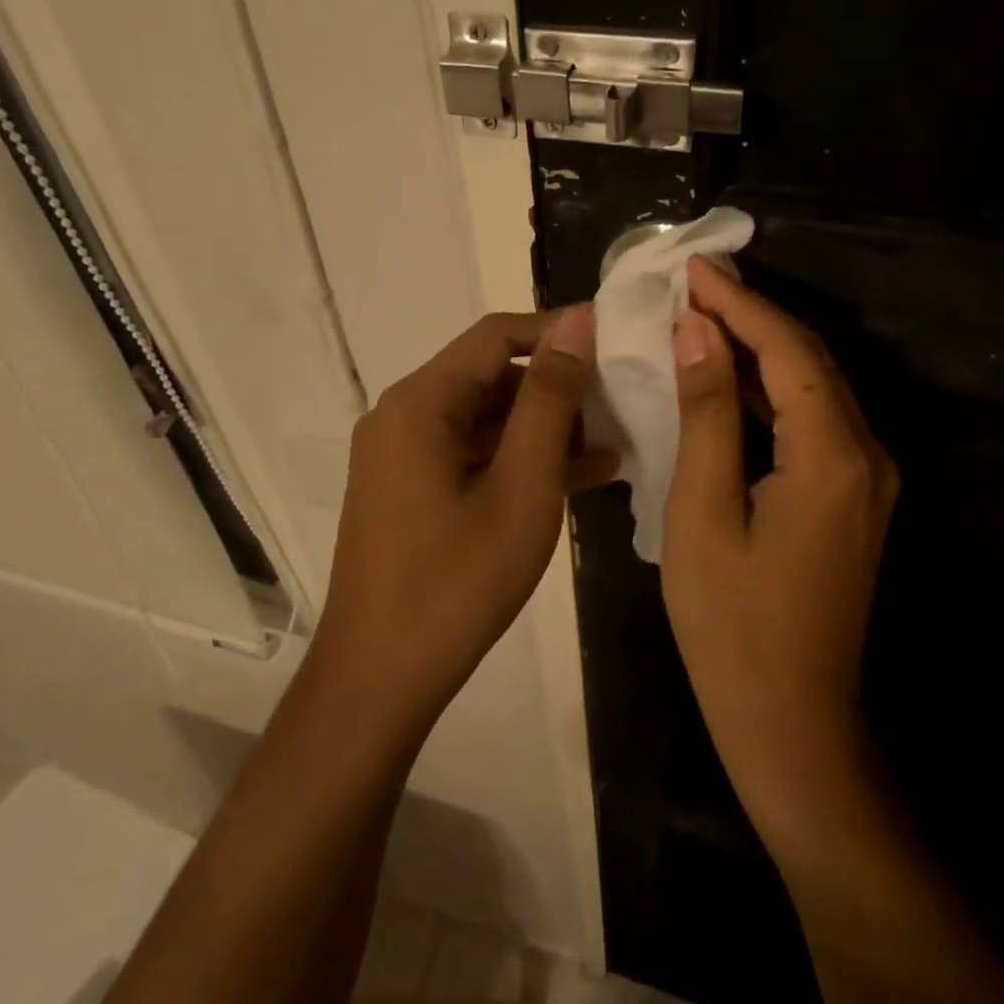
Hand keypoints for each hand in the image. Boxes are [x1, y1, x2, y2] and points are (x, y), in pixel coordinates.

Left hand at [315, 306, 608, 729]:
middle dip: (559, 386)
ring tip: (615, 442)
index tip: (616, 340)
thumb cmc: (457, 582)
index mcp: (421, 402)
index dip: (559, 330)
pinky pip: (475, 454)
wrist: (380, 680)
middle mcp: (405, 415)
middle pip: (492, 376)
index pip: (498, 335)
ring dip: (547, 427)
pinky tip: (582, 475)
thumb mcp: (522, 486)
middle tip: (623, 400)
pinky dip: (522, 459)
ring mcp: (405, 455)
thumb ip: (550, 399)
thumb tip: (576, 323)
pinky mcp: (413, 489)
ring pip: (488, 418)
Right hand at [663, 259, 899, 826]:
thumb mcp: (703, 510)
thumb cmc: (731, 624)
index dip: (740, 304)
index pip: (787, 350)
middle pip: (809, 360)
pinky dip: (772, 392)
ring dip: (762, 349)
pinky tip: (732, 378)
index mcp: (832, 455)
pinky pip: (813, 423)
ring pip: (814, 388)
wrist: (791, 722)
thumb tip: (699, 333)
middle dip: (753, 315)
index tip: (694, 269)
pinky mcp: (853, 500)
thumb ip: (707, 413)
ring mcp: (866, 480)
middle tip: (696, 283)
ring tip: (707, 315)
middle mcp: (866, 456)